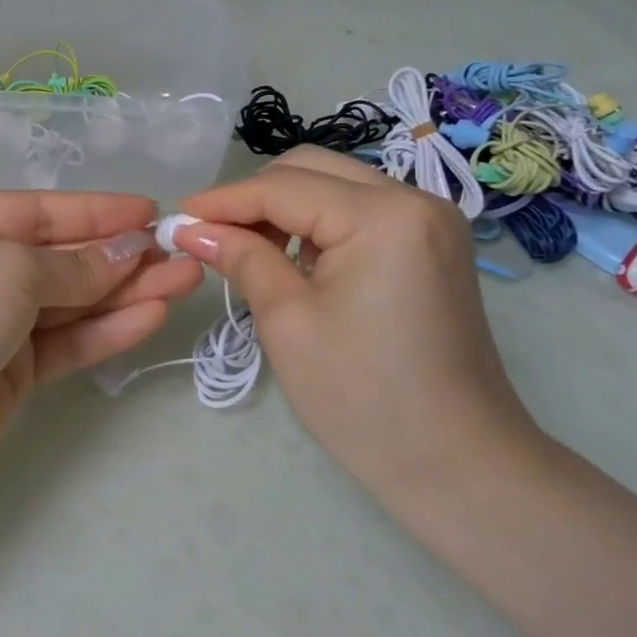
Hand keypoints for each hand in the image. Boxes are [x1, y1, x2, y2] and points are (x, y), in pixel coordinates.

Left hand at [0, 192, 203, 521]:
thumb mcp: (6, 271)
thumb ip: (73, 265)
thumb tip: (129, 251)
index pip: (41, 211)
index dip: (98, 212)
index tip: (152, 212)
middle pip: (62, 256)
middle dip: (121, 254)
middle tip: (182, 252)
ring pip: (72, 301)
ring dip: (126, 291)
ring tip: (185, 280)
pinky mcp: (11, 373)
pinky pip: (67, 342)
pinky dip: (108, 329)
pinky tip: (153, 316)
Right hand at [174, 146, 541, 510]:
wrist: (459, 467)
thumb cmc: (364, 399)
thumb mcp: (287, 322)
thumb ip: (241, 258)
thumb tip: (192, 228)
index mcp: (383, 215)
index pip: (283, 188)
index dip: (223, 201)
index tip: (177, 217)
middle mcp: (414, 199)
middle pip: (311, 169)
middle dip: (254, 197)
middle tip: (211, 235)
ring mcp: (430, 221)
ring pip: (335, 185)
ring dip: (284, 208)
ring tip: (246, 249)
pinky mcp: (432, 244)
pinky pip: (359, 210)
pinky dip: (317, 223)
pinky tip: (292, 257)